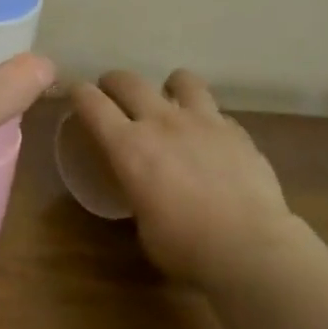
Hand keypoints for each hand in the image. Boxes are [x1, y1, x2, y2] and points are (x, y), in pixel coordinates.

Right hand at [70, 70, 294, 285]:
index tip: (76, 94)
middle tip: (113, 93)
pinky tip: (211, 139)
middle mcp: (161, 122)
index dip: (79, 93)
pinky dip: (207, 120)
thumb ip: (138, 193)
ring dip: (170, 87)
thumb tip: (145, 190)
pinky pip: (216, 111)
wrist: (251, 248)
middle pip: (129, 81)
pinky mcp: (236, 131)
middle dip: (114, 82)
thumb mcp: (143, 225)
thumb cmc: (186, 248)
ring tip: (171, 102)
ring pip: (181, 79)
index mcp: (128, 146)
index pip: (92, 103)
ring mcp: (203, 121)